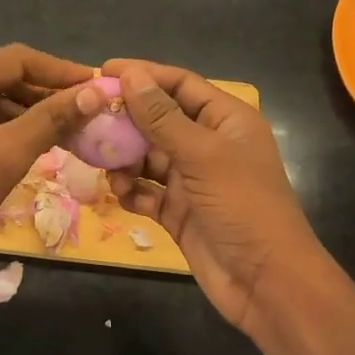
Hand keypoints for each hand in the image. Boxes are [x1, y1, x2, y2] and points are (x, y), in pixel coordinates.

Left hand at [0, 45, 100, 286]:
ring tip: (71, 128)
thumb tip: (94, 93)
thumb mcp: (6, 155)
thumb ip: (50, 119)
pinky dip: (10, 127)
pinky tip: (38, 142)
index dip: (60, 70)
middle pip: (3, 76)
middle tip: (88, 109)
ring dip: (30, 111)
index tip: (97, 84)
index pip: (15, 59)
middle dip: (46, 92)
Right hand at [105, 59, 330, 335]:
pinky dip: (131, 191)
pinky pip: (146, 192)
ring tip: (103, 164)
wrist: (265, 282)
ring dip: (124, 159)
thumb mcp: (202, 155)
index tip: (102, 72)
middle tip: (88, 120)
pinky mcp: (178, 212)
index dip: (143, 75)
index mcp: (225, 121)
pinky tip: (120, 195)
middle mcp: (208, 145)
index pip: (180, 85)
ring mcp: (192, 180)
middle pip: (158, 120)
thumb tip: (130, 75)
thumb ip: (162, 116)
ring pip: (147, 157)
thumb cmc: (242, 206)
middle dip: (125, 120)